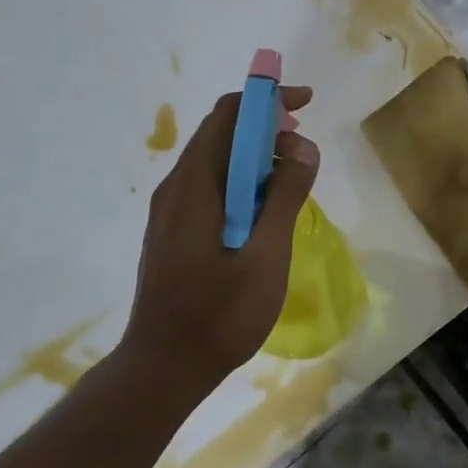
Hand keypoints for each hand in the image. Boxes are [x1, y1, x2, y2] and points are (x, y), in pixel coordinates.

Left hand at [124, 84, 319, 394]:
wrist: (162, 368)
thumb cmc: (218, 314)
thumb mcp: (266, 255)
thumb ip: (285, 197)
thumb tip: (303, 147)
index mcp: (195, 185)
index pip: (228, 115)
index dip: (267, 100)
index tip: (305, 104)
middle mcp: (176, 187)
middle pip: (220, 133)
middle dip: (265, 127)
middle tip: (304, 149)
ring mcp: (171, 211)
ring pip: (216, 161)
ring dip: (256, 156)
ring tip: (292, 178)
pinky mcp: (174, 231)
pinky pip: (211, 187)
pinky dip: (243, 181)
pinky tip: (265, 209)